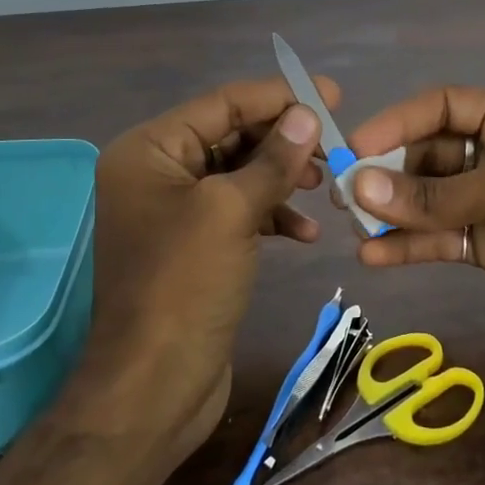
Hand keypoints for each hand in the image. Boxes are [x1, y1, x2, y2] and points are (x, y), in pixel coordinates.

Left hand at [70, 77, 337, 461]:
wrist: (153, 389)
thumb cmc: (184, 287)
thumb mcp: (230, 212)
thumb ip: (272, 159)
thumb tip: (307, 113)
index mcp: (149, 150)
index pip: (222, 104)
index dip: (278, 97)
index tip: (332, 95)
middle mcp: (156, 172)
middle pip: (231, 136)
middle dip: (283, 140)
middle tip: (334, 147)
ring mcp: (174, 211)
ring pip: (238, 174)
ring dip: (281, 178)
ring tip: (322, 186)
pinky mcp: (194, 245)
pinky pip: (237, 212)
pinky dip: (271, 215)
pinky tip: (305, 232)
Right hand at [346, 87, 484, 374]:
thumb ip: (434, 194)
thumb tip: (358, 188)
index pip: (444, 105)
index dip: (398, 122)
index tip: (355, 147)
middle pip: (433, 153)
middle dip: (390, 173)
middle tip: (345, 195)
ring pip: (433, 198)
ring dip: (395, 211)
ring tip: (353, 227)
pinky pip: (443, 236)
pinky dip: (412, 244)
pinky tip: (376, 256)